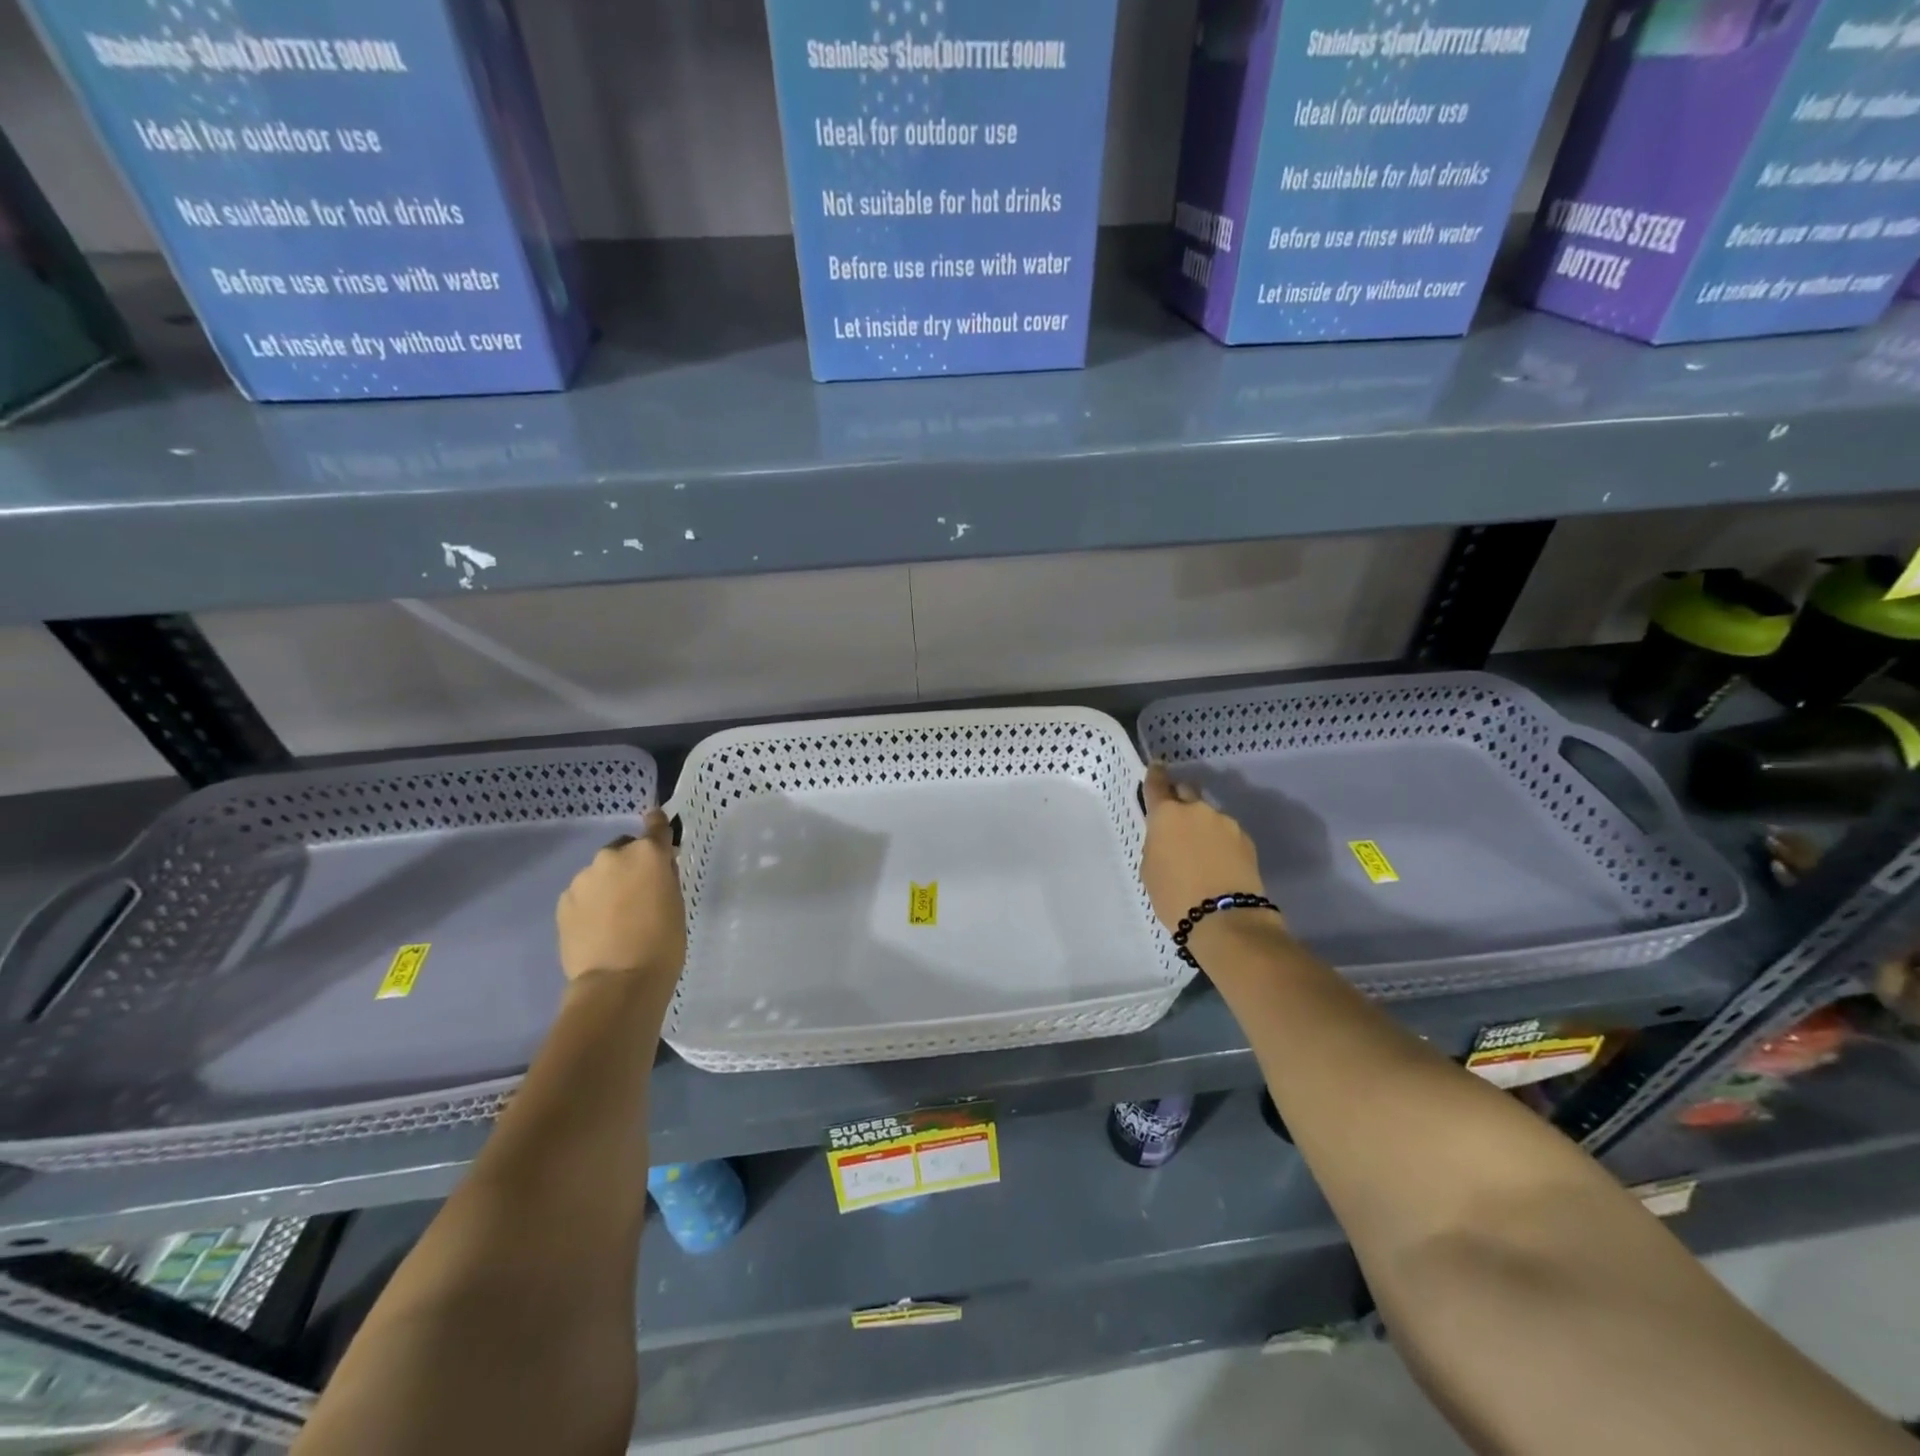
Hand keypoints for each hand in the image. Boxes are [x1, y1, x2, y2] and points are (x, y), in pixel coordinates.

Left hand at [555, 809, 686, 986]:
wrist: (618, 982)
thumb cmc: (663, 943)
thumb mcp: (675, 904)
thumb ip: (664, 878)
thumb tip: (656, 869)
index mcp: (647, 854)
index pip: (656, 826)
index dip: (658, 825)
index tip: (657, 823)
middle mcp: (612, 856)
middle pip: (624, 850)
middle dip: (631, 864)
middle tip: (639, 893)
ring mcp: (583, 879)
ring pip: (600, 873)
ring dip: (608, 885)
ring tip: (616, 916)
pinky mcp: (563, 902)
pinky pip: (582, 894)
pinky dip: (590, 903)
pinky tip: (598, 927)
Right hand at [1141, 762, 1274, 935]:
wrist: (1224, 918)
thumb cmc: (1174, 895)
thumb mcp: (1150, 867)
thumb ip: (1157, 841)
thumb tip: (1169, 836)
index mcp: (1167, 814)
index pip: (1158, 784)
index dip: (1155, 774)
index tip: (1157, 766)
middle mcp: (1197, 810)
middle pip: (1187, 792)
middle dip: (1181, 799)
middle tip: (1176, 818)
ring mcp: (1226, 823)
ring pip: (1209, 816)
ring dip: (1203, 826)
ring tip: (1200, 852)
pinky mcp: (1246, 840)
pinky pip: (1226, 834)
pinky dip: (1220, 842)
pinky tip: (1217, 863)